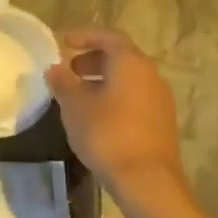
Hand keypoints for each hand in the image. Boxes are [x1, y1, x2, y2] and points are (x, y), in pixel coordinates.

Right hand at [44, 28, 186, 199]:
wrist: (146, 181)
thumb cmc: (107, 134)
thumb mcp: (75, 106)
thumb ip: (63, 82)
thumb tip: (55, 68)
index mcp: (131, 63)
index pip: (109, 37)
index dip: (84, 36)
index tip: (62, 44)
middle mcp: (150, 75)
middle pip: (120, 57)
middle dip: (91, 59)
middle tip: (67, 71)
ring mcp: (160, 99)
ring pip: (128, 78)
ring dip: (102, 80)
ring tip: (77, 95)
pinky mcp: (161, 121)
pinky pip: (135, 97)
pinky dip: (114, 96)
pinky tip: (95, 116)